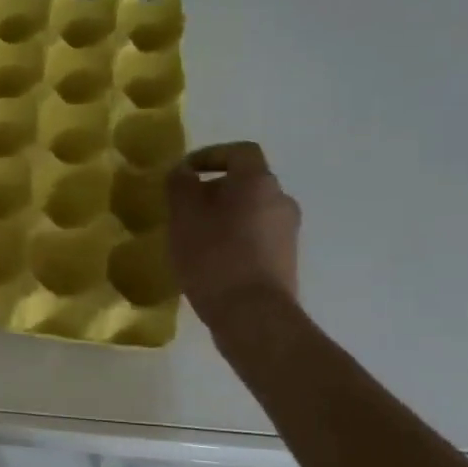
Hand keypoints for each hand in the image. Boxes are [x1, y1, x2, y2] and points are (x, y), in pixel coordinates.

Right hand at [166, 141, 299, 325]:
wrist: (252, 314)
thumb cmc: (214, 256)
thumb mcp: (184, 216)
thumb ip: (180, 185)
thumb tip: (183, 172)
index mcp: (259, 182)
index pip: (239, 152)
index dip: (210, 155)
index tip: (184, 173)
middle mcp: (281, 200)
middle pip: (245, 183)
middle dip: (213, 190)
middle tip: (183, 208)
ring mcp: (287, 232)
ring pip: (250, 211)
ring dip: (223, 216)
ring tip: (193, 237)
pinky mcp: (284, 260)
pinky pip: (255, 236)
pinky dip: (233, 238)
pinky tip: (210, 259)